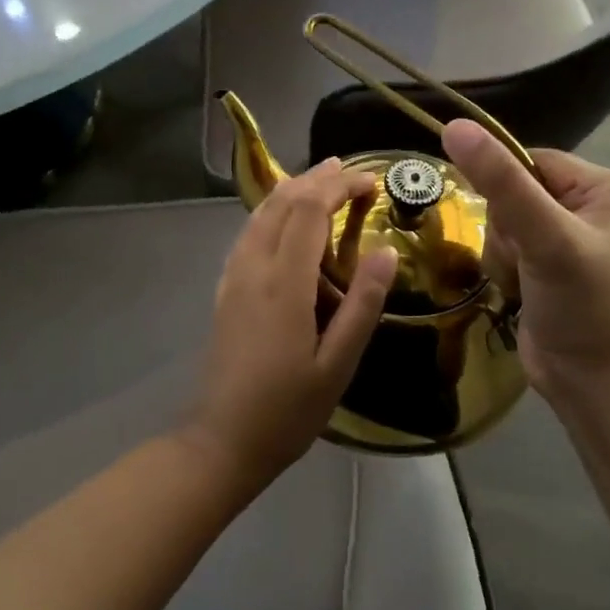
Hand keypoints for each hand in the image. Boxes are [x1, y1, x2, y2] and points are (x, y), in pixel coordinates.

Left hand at [184, 159, 397, 487]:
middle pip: (282, 203)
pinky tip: (284, 220)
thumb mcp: (339, 364)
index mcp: (283, 283)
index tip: (371, 181)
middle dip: (316, 179)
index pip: (309, 211)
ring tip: (320, 179)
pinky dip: (271, 212)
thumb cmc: (289, 408)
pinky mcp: (226, 289)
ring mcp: (233, 277)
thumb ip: (363, 304)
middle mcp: (253, 268)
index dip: (339, 187)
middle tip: (350, 170)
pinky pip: (249, 234)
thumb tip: (385, 251)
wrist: (224, 439)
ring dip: (291, 190)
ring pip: (260, 214)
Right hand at [442, 119, 609, 408]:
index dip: (506, 187)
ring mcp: (562, 237)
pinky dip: (501, 269)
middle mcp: (585, 206)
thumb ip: (501, 183)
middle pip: (511, 192)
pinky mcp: (542, 265)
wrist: (592, 382)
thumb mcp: (546, 238)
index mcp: (603, 187)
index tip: (510, 225)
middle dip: (507, 229)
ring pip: (500, 221)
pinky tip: (518, 291)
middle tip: (527, 261)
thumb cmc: (583, 305)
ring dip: (501, 253)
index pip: (530, 160)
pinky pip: (501, 247)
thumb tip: (453, 126)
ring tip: (523, 282)